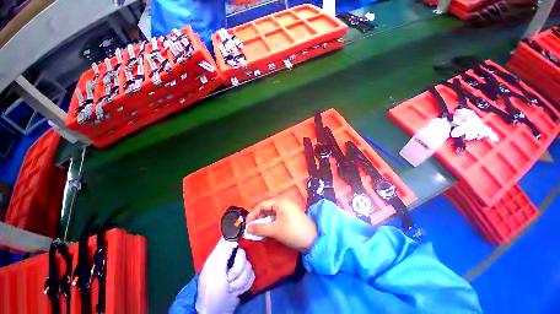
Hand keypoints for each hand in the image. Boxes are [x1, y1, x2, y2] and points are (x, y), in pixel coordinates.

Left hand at [195, 238, 254, 313]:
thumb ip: (224, 253)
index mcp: (219, 255)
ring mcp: (237, 269)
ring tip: (231, 288)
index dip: (236, 233)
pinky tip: (237, 291)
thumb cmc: (212, 290)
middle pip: (242, 253)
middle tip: (229, 278)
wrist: (216, 312)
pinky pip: (252, 274)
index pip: (228, 238)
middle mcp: (229, 260)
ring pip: (248, 265)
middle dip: (238, 268)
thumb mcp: (215, 271)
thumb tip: (234, 239)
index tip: (244, 229)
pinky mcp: (244, 278)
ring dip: (240, 280)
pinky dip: (245, 284)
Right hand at [246, 198, 316, 250]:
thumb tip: (247, 229)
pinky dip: (270, 226)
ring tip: (258, 234)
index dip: (253, 214)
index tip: (246, 224)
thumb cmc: (293, 231)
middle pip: (266, 209)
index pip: (262, 205)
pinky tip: (267, 234)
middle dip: (258, 220)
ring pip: (271, 215)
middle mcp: (282, 204)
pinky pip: (276, 219)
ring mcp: (286, 211)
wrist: (313, 240)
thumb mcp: (275, 230)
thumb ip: (260, 229)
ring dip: (264, 224)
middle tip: (251, 230)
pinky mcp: (289, 217)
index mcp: (279, 202)